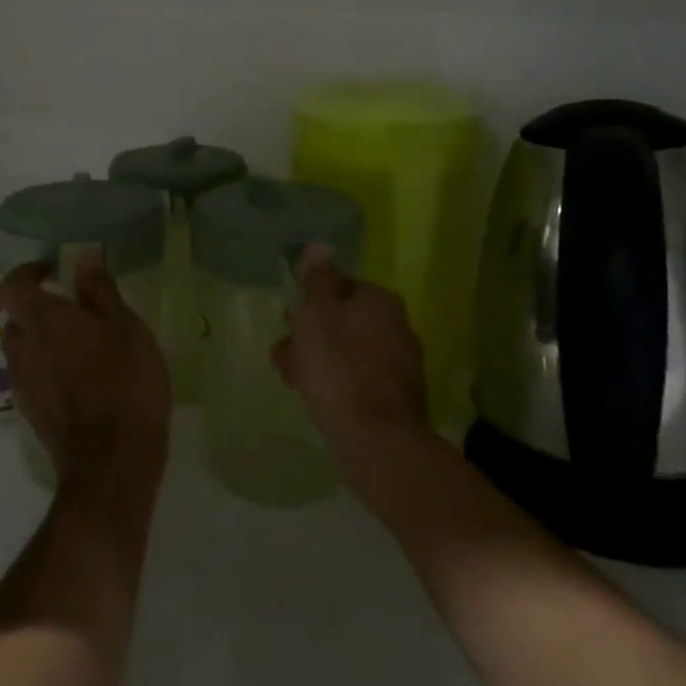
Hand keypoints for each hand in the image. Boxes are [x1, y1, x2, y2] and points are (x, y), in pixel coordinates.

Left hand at [0, 252, 171, 491]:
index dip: (28, 272)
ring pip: (24, 351)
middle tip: (76, 311)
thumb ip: (99, 289)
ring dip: (45, 342)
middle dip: (40, 310)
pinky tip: (83, 380)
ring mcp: (23, 385)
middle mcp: (21, 350)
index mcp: (41, 321)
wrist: (112, 461)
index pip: (12, 285)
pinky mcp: (32, 414)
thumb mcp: (123, 325)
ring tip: (84, 347)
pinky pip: (34, 378)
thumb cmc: (123, 381)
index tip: (54, 271)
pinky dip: (50, 371)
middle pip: (17, 320)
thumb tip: (84, 255)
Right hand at [273, 244, 434, 488]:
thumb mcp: (316, 314)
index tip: (287, 322)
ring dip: (318, 360)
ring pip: (348, 351)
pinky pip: (359, 379)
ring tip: (292, 381)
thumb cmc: (338, 367)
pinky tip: (318, 399)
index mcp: (380, 300)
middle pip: (342, 320)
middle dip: (309, 335)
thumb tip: (320, 245)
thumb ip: (316, 279)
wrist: (378, 439)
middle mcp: (398, 325)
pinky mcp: (399, 397)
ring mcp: (402, 363)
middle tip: (283, 356)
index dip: (308, 302)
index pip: (338, 286)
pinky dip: (338, 383)